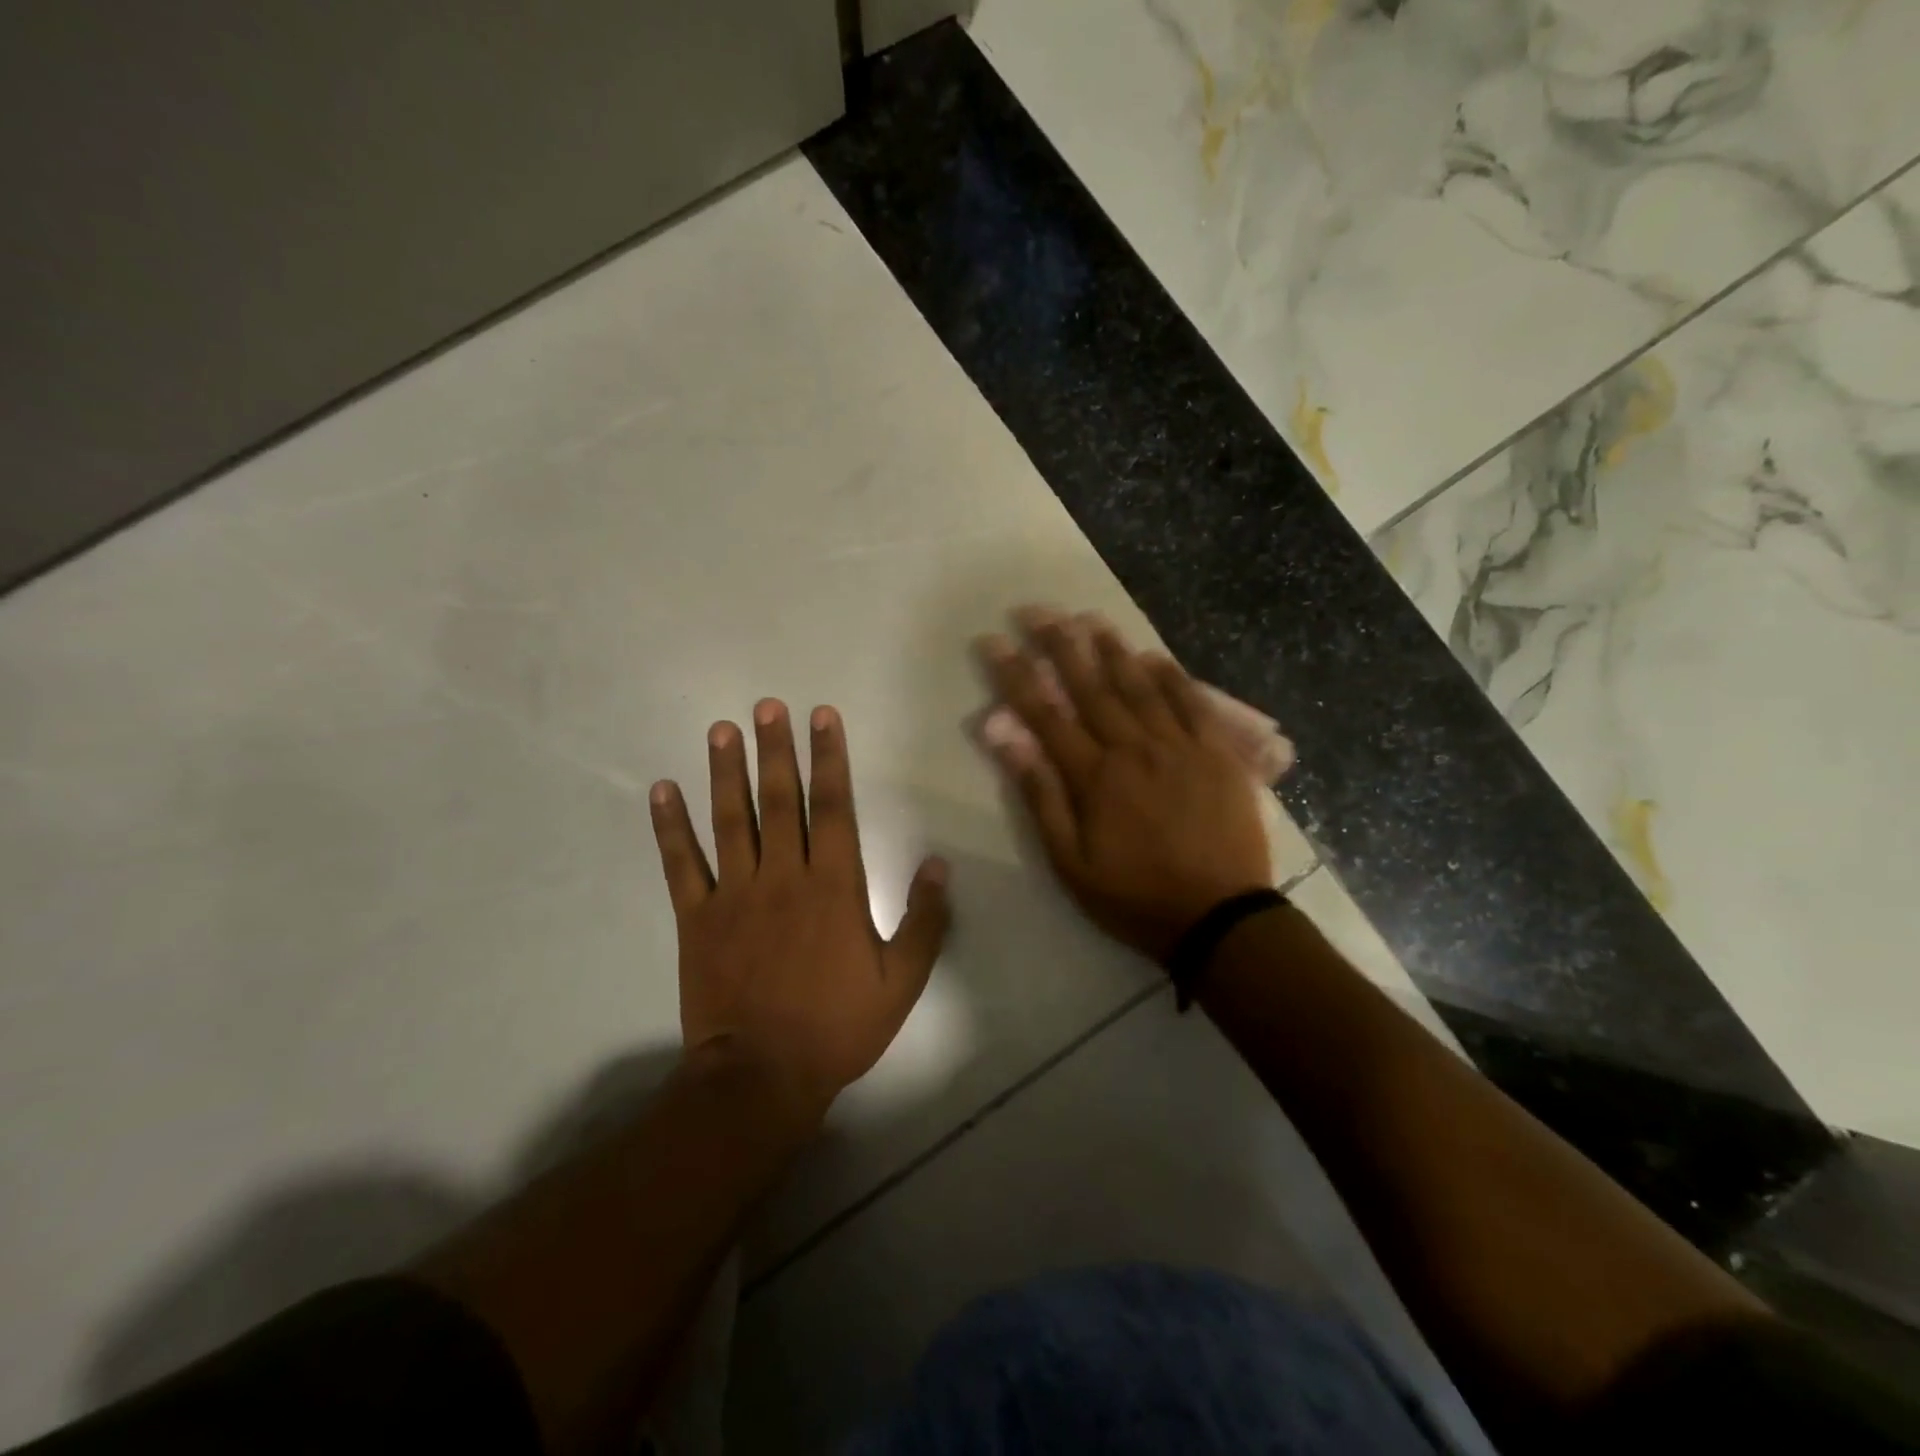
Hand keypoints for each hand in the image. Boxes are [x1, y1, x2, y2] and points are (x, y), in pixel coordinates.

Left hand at [648, 701, 950, 1120]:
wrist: (762, 1077)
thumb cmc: (838, 1027)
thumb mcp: (902, 981)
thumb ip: (924, 920)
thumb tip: (937, 864)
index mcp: (834, 886)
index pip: (833, 807)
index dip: (830, 758)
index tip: (823, 717)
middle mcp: (783, 876)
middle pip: (780, 800)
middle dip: (776, 749)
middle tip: (767, 706)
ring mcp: (735, 894)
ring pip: (730, 820)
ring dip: (726, 772)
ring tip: (721, 730)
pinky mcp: (697, 918)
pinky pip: (682, 864)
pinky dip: (670, 826)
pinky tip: (661, 789)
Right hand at [978, 609, 1273, 960]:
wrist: (1219, 917)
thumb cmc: (1134, 895)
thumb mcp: (1070, 861)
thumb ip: (1040, 796)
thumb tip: (1006, 739)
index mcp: (1094, 775)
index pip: (1045, 713)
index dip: (1016, 674)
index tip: (993, 641)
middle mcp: (1133, 747)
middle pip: (1090, 686)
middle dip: (1059, 644)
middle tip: (1037, 610)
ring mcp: (1179, 746)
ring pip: (1139, 685)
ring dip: (1111, 649)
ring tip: (1089, 618)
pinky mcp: (1217, 753)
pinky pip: (1191, 703)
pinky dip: (1171, 676)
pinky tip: (1154, 656)